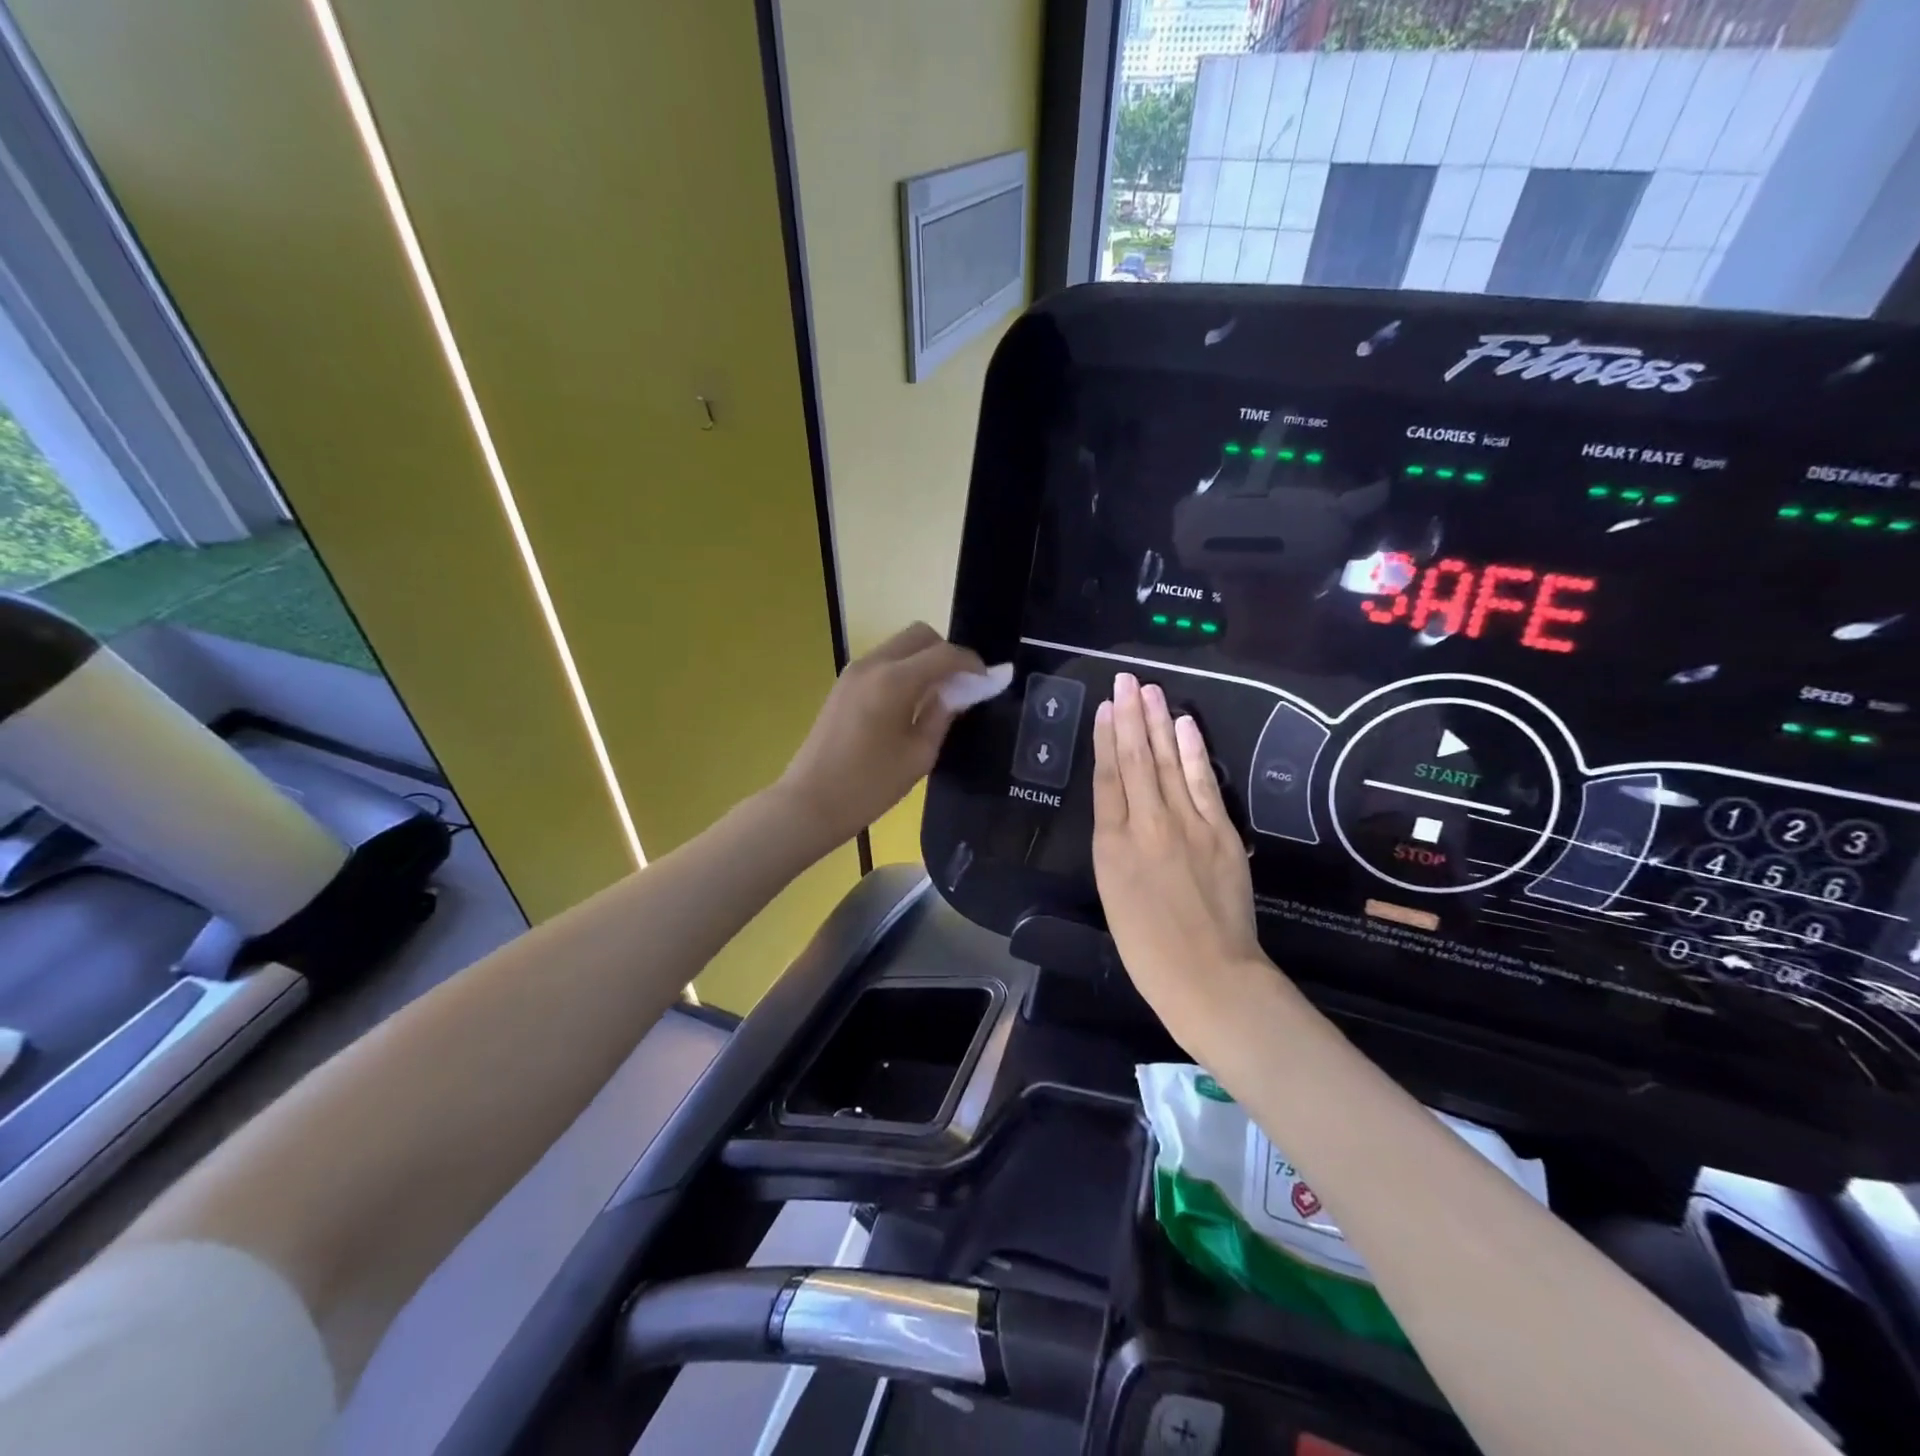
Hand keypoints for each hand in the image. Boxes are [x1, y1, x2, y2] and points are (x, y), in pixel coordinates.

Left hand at [776, 623, 983, 849]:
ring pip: (900, 645)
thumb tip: (959, 691)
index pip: (944, 654)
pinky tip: (913, 701)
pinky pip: (884, 661)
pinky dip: (905, 668)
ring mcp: (854, 671)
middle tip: (963, 685)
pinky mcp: (843, 684)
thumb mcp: (918, 755)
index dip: (971, 663)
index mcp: (894, 681)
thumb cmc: (869, 786)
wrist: (810, 803)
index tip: (988, 680)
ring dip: (925, 659)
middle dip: (947, 653)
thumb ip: (943, 715)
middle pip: (920, 635)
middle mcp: (873, 664)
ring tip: (940, 695)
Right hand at [1092, 673, 1266, 1046]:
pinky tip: (1185, 726)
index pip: (1108, 778)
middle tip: (1127, 680)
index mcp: (1112, 845)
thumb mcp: (1112, 893)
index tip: (1105, 706)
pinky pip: (1204, 782)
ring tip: (1150, 690)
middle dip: (1130, 717)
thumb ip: (1114, 845)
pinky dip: (1194, 751)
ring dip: (1159, 723)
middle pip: (1137, 761)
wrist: (1208, 976)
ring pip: (1169, 763)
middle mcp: (1148, 825)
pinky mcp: (1221, 832)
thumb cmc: (1147, 947)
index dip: (1105, 739)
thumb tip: (1118, 807)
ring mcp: (1189, 825)